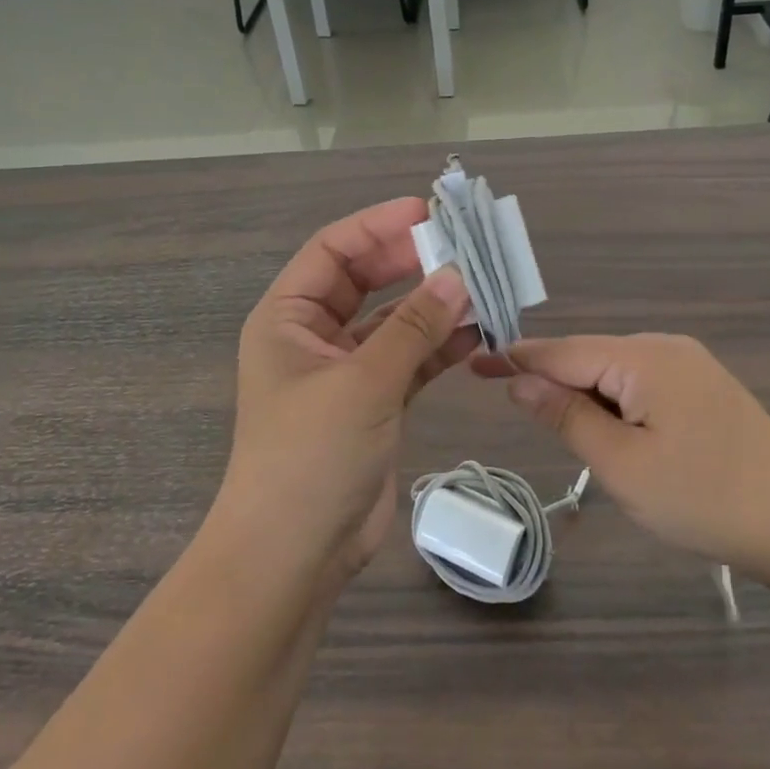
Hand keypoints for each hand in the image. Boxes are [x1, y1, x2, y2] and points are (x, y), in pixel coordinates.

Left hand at [212, 199, 476, 586]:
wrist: (294, 556)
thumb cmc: (310, 457)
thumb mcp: (362, 383)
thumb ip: (412, 328)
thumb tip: (458, 275)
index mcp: (287, 318)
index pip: (332, 251)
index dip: (377, 226)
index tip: (427, 212)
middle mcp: (313, 337)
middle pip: (365, 281)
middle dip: (411, 262)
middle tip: (464, 246)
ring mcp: (345, 372)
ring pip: (394, 321)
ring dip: (433, 305)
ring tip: (482, 287)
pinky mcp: (374, 404)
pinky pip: (410, 360)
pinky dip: (439, 346)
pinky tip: (477, 332)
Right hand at [475, 335, 769, 576]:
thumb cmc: (705, 498)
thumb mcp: (621, 465)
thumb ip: (565, 416)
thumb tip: (518, 380)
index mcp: (643, 357)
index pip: (562, 351)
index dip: (515, 359)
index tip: (473, 365)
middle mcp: (665, 347)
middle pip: (588, 358)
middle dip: (552, 383)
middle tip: (516, 414)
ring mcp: (689, 365)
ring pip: (614, 374)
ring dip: (585, 400)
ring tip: (568, 437)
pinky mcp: (703, 388)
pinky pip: (640, 386)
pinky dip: (615, 407)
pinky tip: (615, 436)